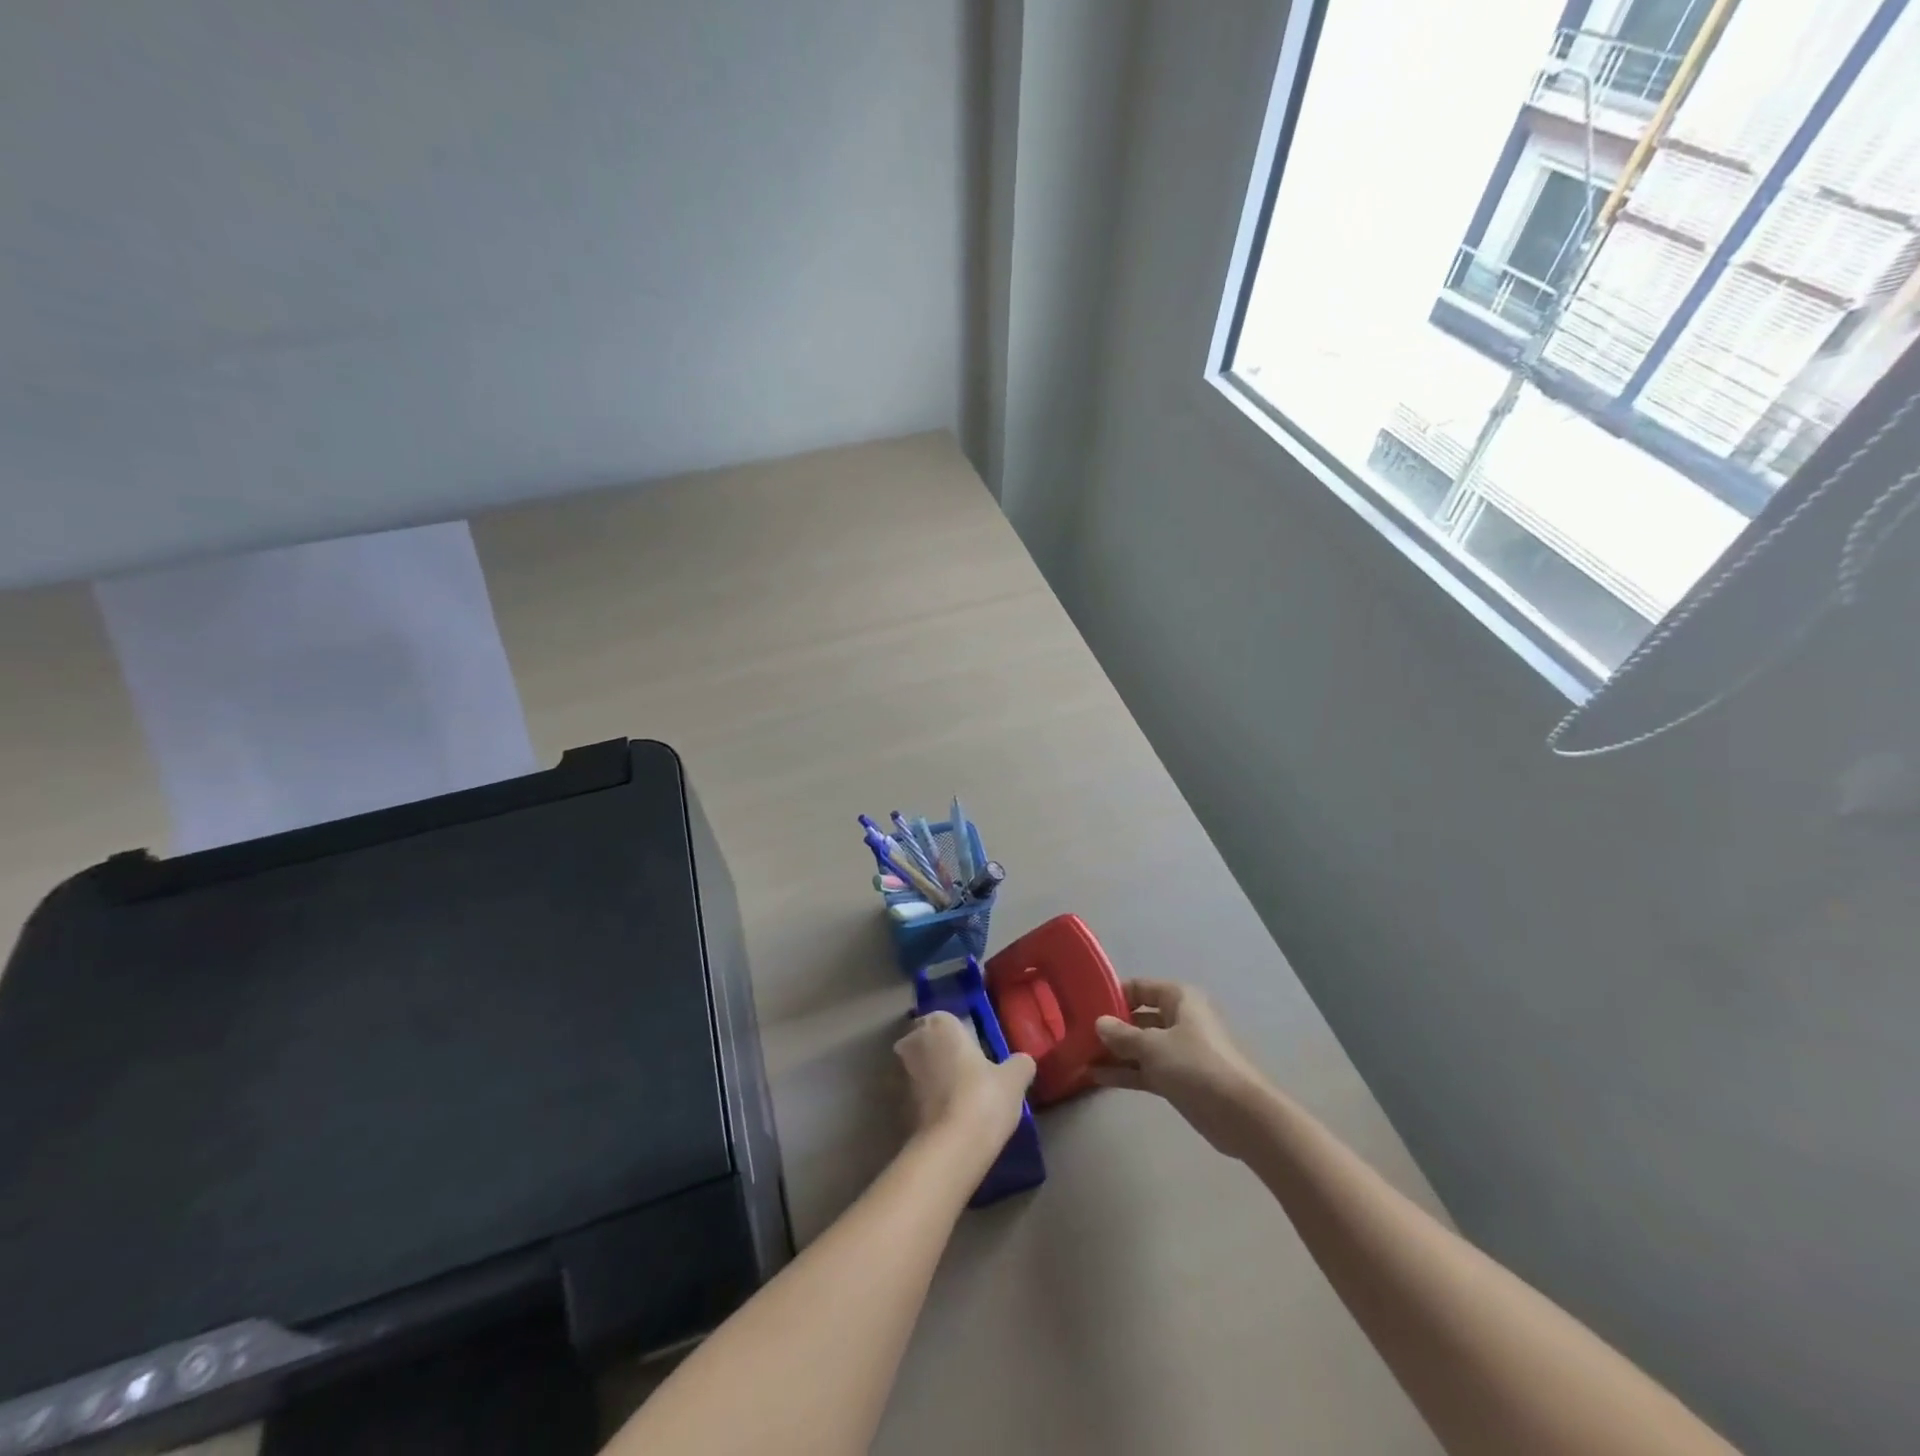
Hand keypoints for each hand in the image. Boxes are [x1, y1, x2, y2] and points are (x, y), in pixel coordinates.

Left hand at [895, 1011, 1034, 1155]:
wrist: (951, 1148)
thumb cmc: (983, 1097)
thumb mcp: (1014, 1079)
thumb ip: (1019, 1064)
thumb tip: (1023, 1062)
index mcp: (940, 1024)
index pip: (947, 1019)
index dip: (959, 1035)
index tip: (975, 1051)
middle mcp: (914, 1041)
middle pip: (927, 1041)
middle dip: (941, 1052)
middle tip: (967, 1072)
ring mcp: (901, 1074)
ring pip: (919, 1068)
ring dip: (932, 1078)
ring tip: (960, 1098)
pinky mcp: (897, 1106)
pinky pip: (915, 1096)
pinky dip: (927, 1102)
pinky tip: (948, 1118)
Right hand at [1093, 980, 1272, 1159]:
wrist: (1242, 1116)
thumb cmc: (1196, 1066)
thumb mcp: (1153, 1046)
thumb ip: (1122, 1034)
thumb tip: (1099, 1022)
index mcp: (1180, 999)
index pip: (1140, 987)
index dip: (1114, 995)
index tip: (1086, 1006)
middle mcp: (1180, 1019)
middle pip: (1140, 1017)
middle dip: (1112, 1027)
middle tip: (1078, 1034)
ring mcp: (1181, 1051)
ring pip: (1142, 1046)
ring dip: (1115, 1052)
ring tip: (1081, 1057)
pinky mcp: (1180, 1079)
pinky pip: (1147, 1069)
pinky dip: (1126, 1072)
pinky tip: (1097, 1077)